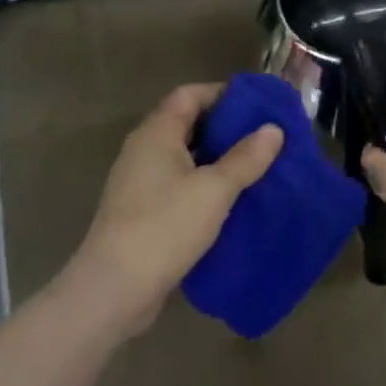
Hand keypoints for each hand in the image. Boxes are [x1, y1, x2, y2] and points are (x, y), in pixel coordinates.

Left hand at [70, 83, 282, 340]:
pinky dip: (204, 184)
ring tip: (256, 167)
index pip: (190, 95)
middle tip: (265, 137)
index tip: (258, 105)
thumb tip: (273, 129)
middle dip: (226, 128)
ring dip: (217, 159)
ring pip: (185, 157)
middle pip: (187, 124)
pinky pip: (179, 184)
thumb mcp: (214, 190)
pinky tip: (230, 200)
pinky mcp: (142, 211)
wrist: (113, 290)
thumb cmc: (164, 227)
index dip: (223, 94)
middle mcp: (144, 150)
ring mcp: (140, 182)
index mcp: (156, 133)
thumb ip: (245, 158)